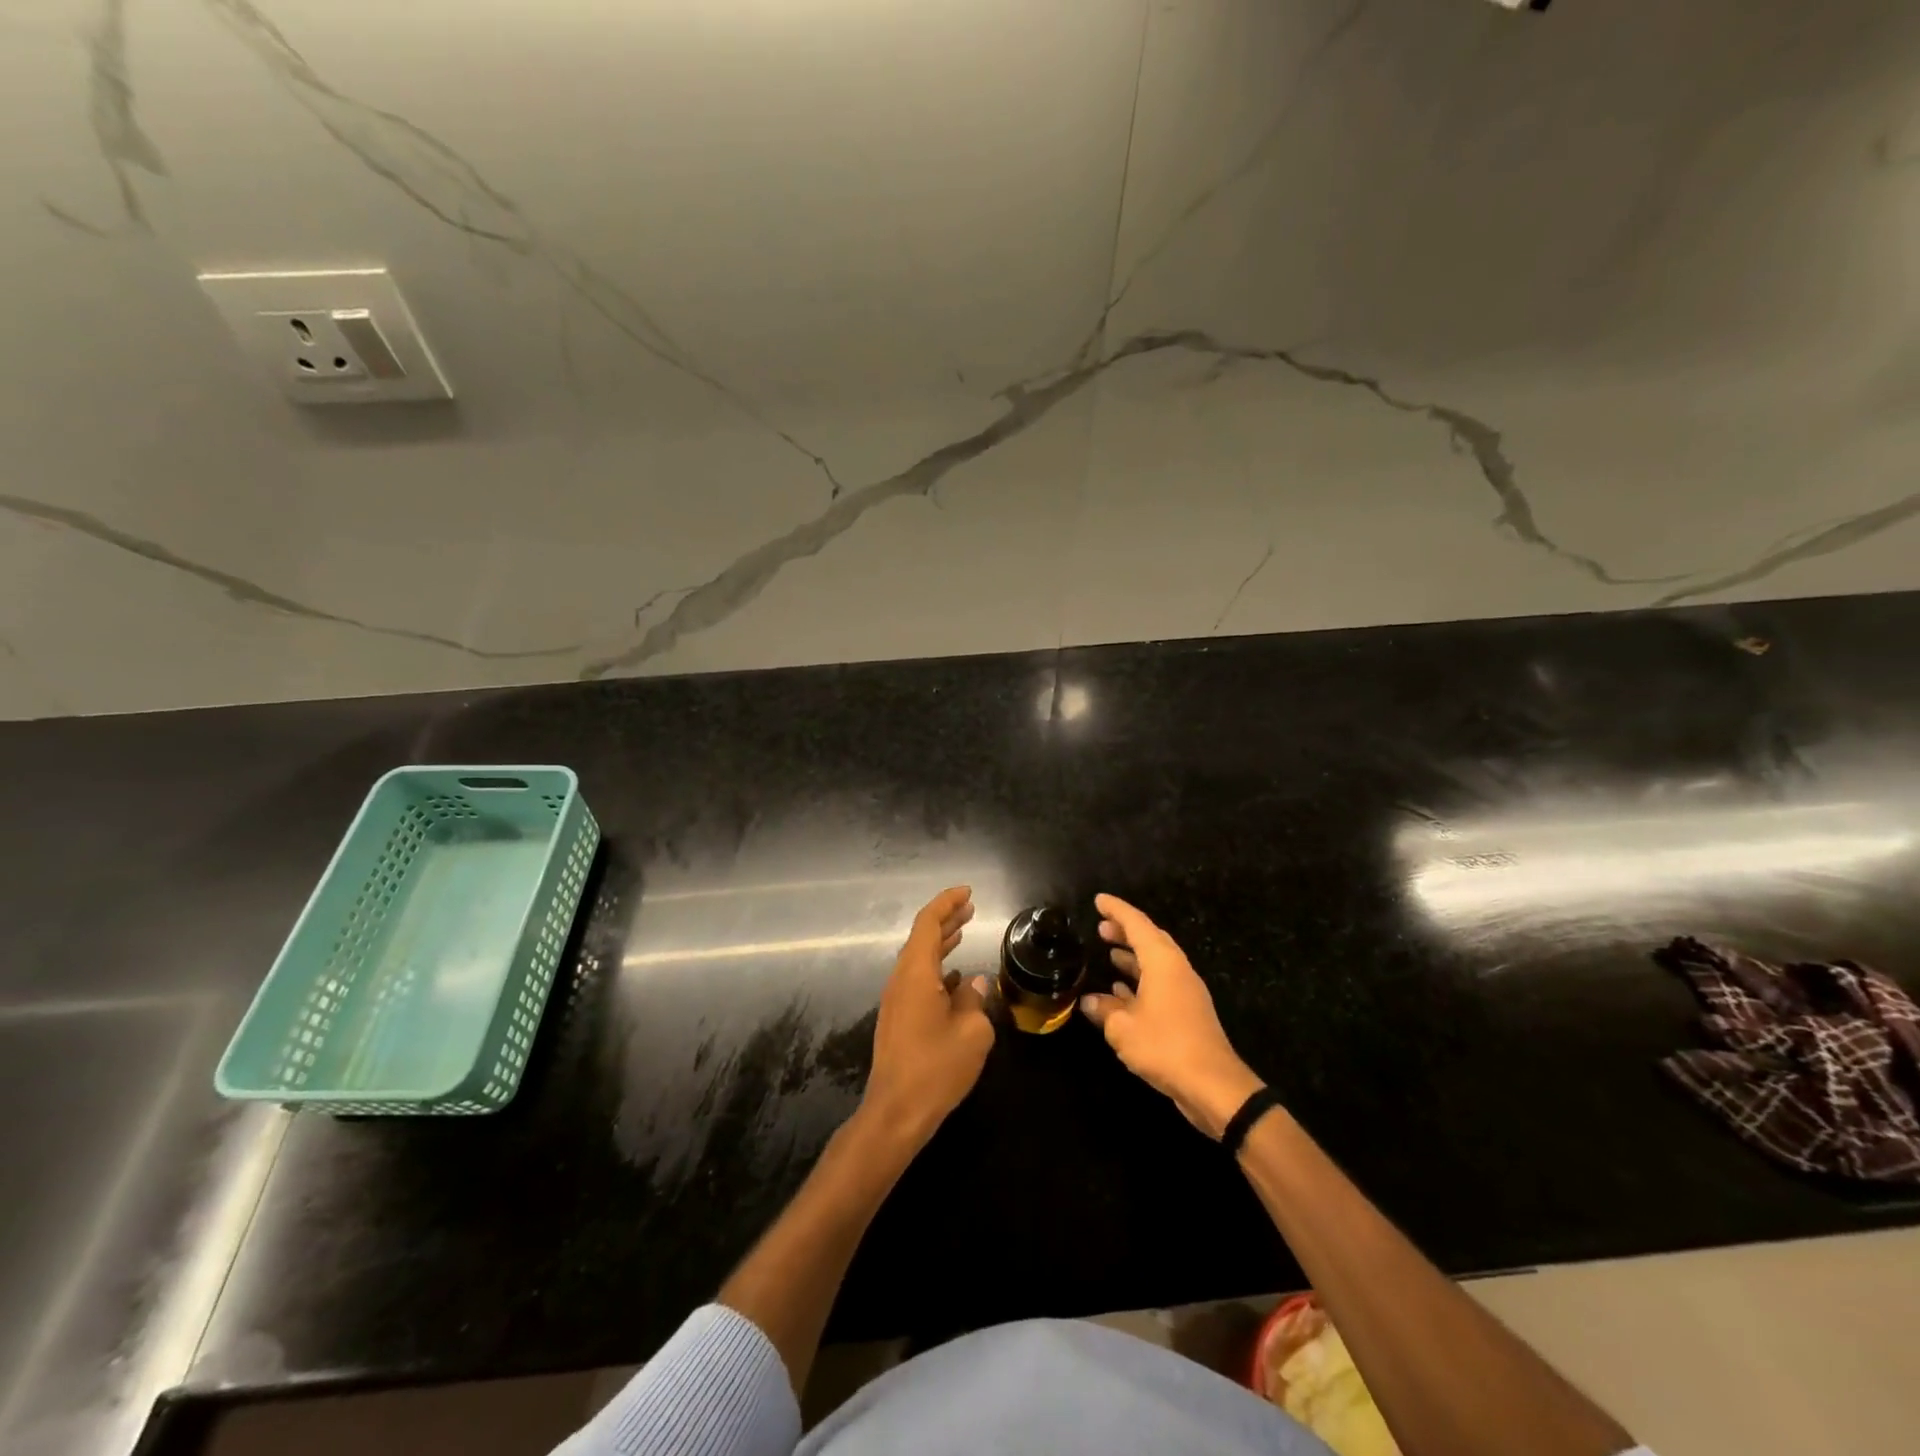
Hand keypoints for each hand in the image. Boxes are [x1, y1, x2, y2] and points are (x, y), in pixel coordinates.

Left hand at [859, 886, 993, 1148]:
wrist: (896, 1113)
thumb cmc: (936, 1068)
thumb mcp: (972, 1033)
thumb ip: (975, 1001)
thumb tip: (974, 985)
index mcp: (916, 974)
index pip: (928, 923)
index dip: (947, 903)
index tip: (968, 892)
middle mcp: (901, 980)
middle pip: (921, 938)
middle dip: (946, 919)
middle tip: (970, 907)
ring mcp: (896, 1001)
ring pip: (919, 960)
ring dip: (941, 943)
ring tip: (964, 931)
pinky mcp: (898, 1020)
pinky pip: (918, 980)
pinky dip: (937, 969)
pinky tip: (957, 978)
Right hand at [1079, 893, 1266, 1139]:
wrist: (1213, 1086)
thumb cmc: (1165, 1046)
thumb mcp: (1123, 1028)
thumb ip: (1104, 1010)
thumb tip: (1088, 1001)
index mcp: (1163, 962)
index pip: (1137, 924)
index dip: (1116, 910)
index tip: (1098, 900)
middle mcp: (1176, 970)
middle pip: (1150, 940)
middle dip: (1125, 931)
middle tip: (1101, 927)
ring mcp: (1184, 992)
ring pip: (1155, 964)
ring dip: (1133, 957)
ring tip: (1109, 953)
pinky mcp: (1187, 1014)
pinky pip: (1159, 985)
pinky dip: (1140, 982)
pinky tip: (1121, 992)